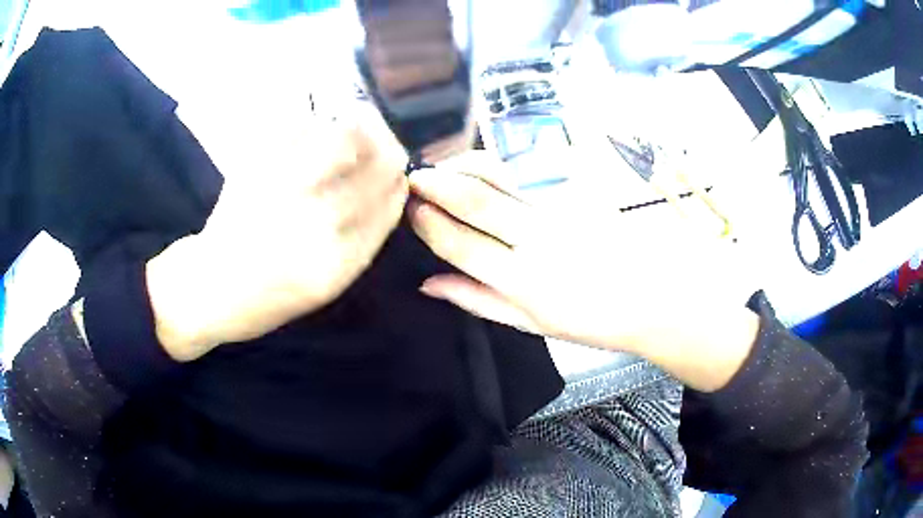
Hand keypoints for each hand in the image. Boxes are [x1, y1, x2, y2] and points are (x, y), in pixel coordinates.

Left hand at [147, 112, 408, 361]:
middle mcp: (313, 221)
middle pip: (376, 163)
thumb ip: (362, 241)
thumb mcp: (326, 287)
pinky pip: (300, 125)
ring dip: (359, 129)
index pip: (388, 201)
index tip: (397, 174)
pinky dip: (315, 122)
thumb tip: (391, 189)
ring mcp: (283, 187)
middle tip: (382, 148)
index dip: (398, 181)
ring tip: (352, 135)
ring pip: (344, 134)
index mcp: (336, 262)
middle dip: (388, 151)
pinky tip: (314, 132)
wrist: (208, 287)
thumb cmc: (268, 299)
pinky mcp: (255, 165)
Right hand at [408, 151, 759, 390]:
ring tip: (444, 167)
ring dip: (464, 166)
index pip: (461, 245)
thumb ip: (477, 299)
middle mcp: (537, 241)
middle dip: (437, 185)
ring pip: (500, 177)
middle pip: (476, 201)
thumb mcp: (530, 322)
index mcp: (522, 282)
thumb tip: (428, 283)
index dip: (430, 225)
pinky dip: (497, 168)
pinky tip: (483, 170)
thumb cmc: (590, 320)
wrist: (651, 297)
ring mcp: (560, 211)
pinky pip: (527, 174)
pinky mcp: (577, 193)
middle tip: (414, 177)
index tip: (410, 211)